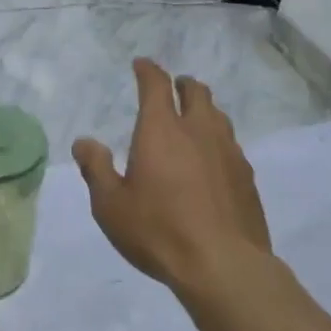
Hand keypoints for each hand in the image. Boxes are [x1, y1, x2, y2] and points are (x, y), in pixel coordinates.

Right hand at [72, 59, 271, 296]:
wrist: (223, 265)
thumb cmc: (158, 231)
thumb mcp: (111, 205)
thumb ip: (96, 168)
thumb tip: (84, 142)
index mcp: (162, 130)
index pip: (156, 85)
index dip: (148, 70)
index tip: (141, 65)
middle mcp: (198, 131)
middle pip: (196, 92)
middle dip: (182, 84)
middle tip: (173, 88)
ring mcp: (228, 152)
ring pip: (218, 116)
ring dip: (204, 110)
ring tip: (193, 121)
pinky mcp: (246, 176)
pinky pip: (231, 145)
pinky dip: (218, 141)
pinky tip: (212, 161)